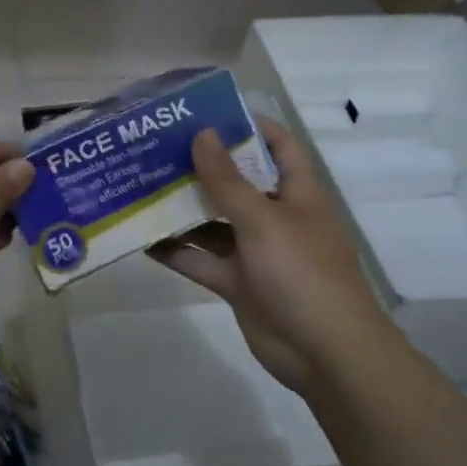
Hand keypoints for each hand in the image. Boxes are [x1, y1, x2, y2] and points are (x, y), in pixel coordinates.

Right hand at [149, 119, 385, 394]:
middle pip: (236, 182)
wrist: (325, 354)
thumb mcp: (263, 219)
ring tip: (140, 185)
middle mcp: (275, 216)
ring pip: (213, 221)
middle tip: (157, 146)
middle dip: (202, 166)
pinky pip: (201, 260)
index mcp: (297, 193)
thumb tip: (202, 133)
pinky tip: (142, 238)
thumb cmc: (302, 273)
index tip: (208, 111)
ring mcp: (255, 251)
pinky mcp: (238, 282)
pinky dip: (176, 250)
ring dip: (182, 208)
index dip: (250, 125)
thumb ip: (227, 180)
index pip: (278, 145)